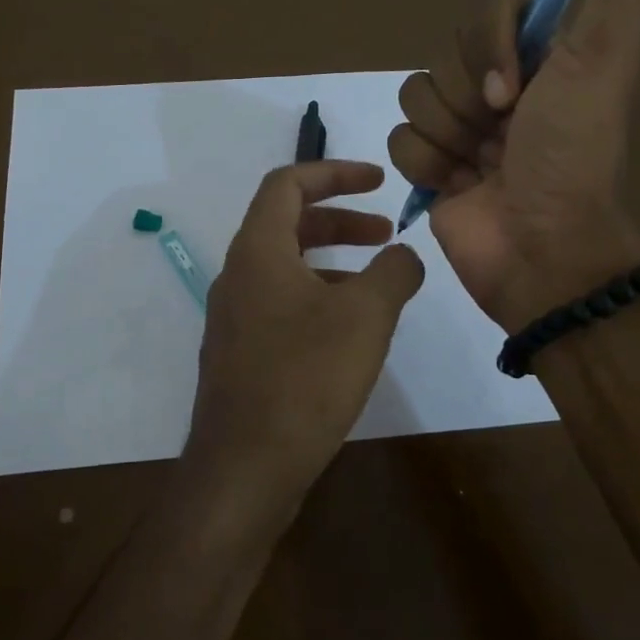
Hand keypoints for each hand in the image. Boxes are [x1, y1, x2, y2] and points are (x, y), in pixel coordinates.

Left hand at [183, 160, 424, 525]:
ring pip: (285, 268)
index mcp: (258, 251)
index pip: (287, 184)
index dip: (334, 172)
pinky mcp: (240, 354)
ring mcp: (234, 318)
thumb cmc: (305, 379)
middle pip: (287, 224)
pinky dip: (317, 298)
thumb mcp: (365, 316)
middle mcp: (237, 276)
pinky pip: (280, 305)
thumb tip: (405, 255)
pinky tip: (350, 331)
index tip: (379, 181)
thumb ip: (393, 272)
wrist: (244, 467)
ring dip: (332, 262)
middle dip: (340, 220)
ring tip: (378, 282)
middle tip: (386, 233)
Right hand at [388, 0, 639, 329]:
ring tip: (479, 167)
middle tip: (501, 133)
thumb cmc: (571, 154)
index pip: (483, 12)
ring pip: (415, 96)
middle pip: (444, 54)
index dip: (488, 47)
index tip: (517, 91)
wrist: (540, 248)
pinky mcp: (432, 168)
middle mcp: (502, 86)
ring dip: (447, 135)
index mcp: (542, 57)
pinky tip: (456, 187)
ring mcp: (463, 129)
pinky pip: (399, 141)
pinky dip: (427, 166)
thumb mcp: (604, 56)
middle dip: (468, 96)